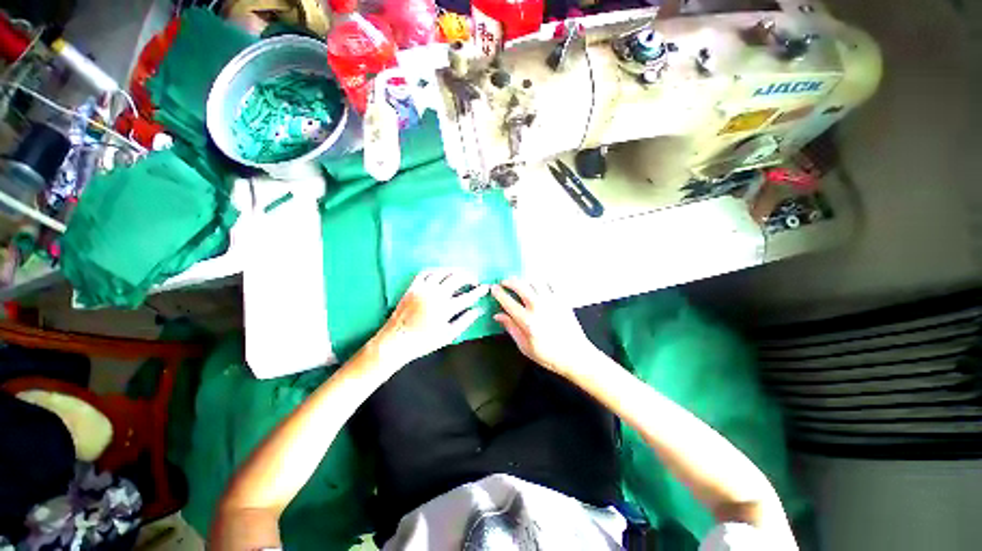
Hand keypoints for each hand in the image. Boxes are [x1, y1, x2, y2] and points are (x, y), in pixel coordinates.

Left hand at [372, 269, 488, 365]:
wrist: (395, 341)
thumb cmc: (423, 342)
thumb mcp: (448, 336)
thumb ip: (464, 321)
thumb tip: (478, 310)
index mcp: (445, 309)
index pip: (468, 296)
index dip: (479, 291)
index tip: (485, 287)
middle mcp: (435, 295)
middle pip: (456, 278)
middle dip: (469, 277)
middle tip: (474, 281)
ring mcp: (423, 289)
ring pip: (442, 272)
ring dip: (454, 271)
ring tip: (461, 275)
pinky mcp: (412, 287)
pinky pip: (426, 272)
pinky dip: (436, 271)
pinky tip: (441, 274)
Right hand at [491, 278, 597, 377]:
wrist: (575, 355)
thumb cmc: (548, 355)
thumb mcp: (524, 346)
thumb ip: (511, 328)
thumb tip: (498, 316)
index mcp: (527, 321)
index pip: (507, 301)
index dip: (498, 292)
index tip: (494, 288)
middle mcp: (538, 307)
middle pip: (520, 285)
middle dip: (509, 281)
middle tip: (504, 283)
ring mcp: (551, 301)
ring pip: (534, 281)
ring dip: (524, 280)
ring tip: (520, 284)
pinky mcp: (561, 299)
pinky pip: (550, 283)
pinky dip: (541, 281)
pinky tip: (538, 285)